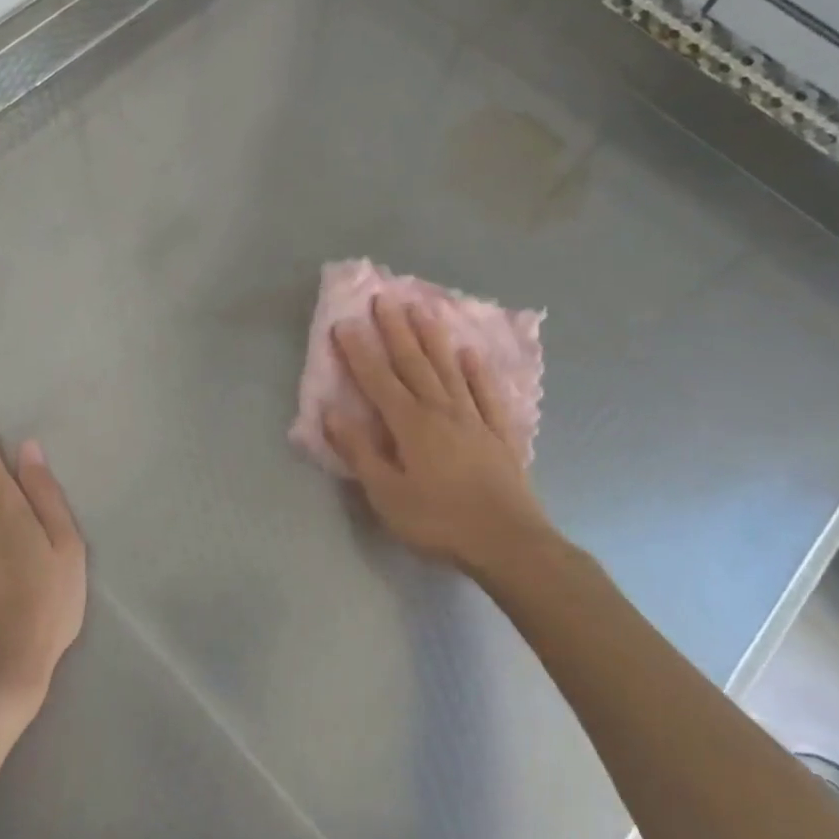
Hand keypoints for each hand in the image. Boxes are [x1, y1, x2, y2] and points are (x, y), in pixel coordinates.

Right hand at [324, 298, 561, 580]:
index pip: (378, 379)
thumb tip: (331, 412)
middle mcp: (441, 410)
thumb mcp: (386, 494)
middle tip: (384, 298)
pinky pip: (486, 393)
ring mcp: (474, 418)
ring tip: (423, 308)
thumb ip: (359, 451)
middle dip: (396, 330)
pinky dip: (477, 371)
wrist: (508, 541)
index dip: (359, 351)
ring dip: (434, 338)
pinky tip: (471, 354)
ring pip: (449, 368)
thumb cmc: (438, 520)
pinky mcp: (500, 433)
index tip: (344, 322)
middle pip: (414, 363)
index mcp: (410, 424)